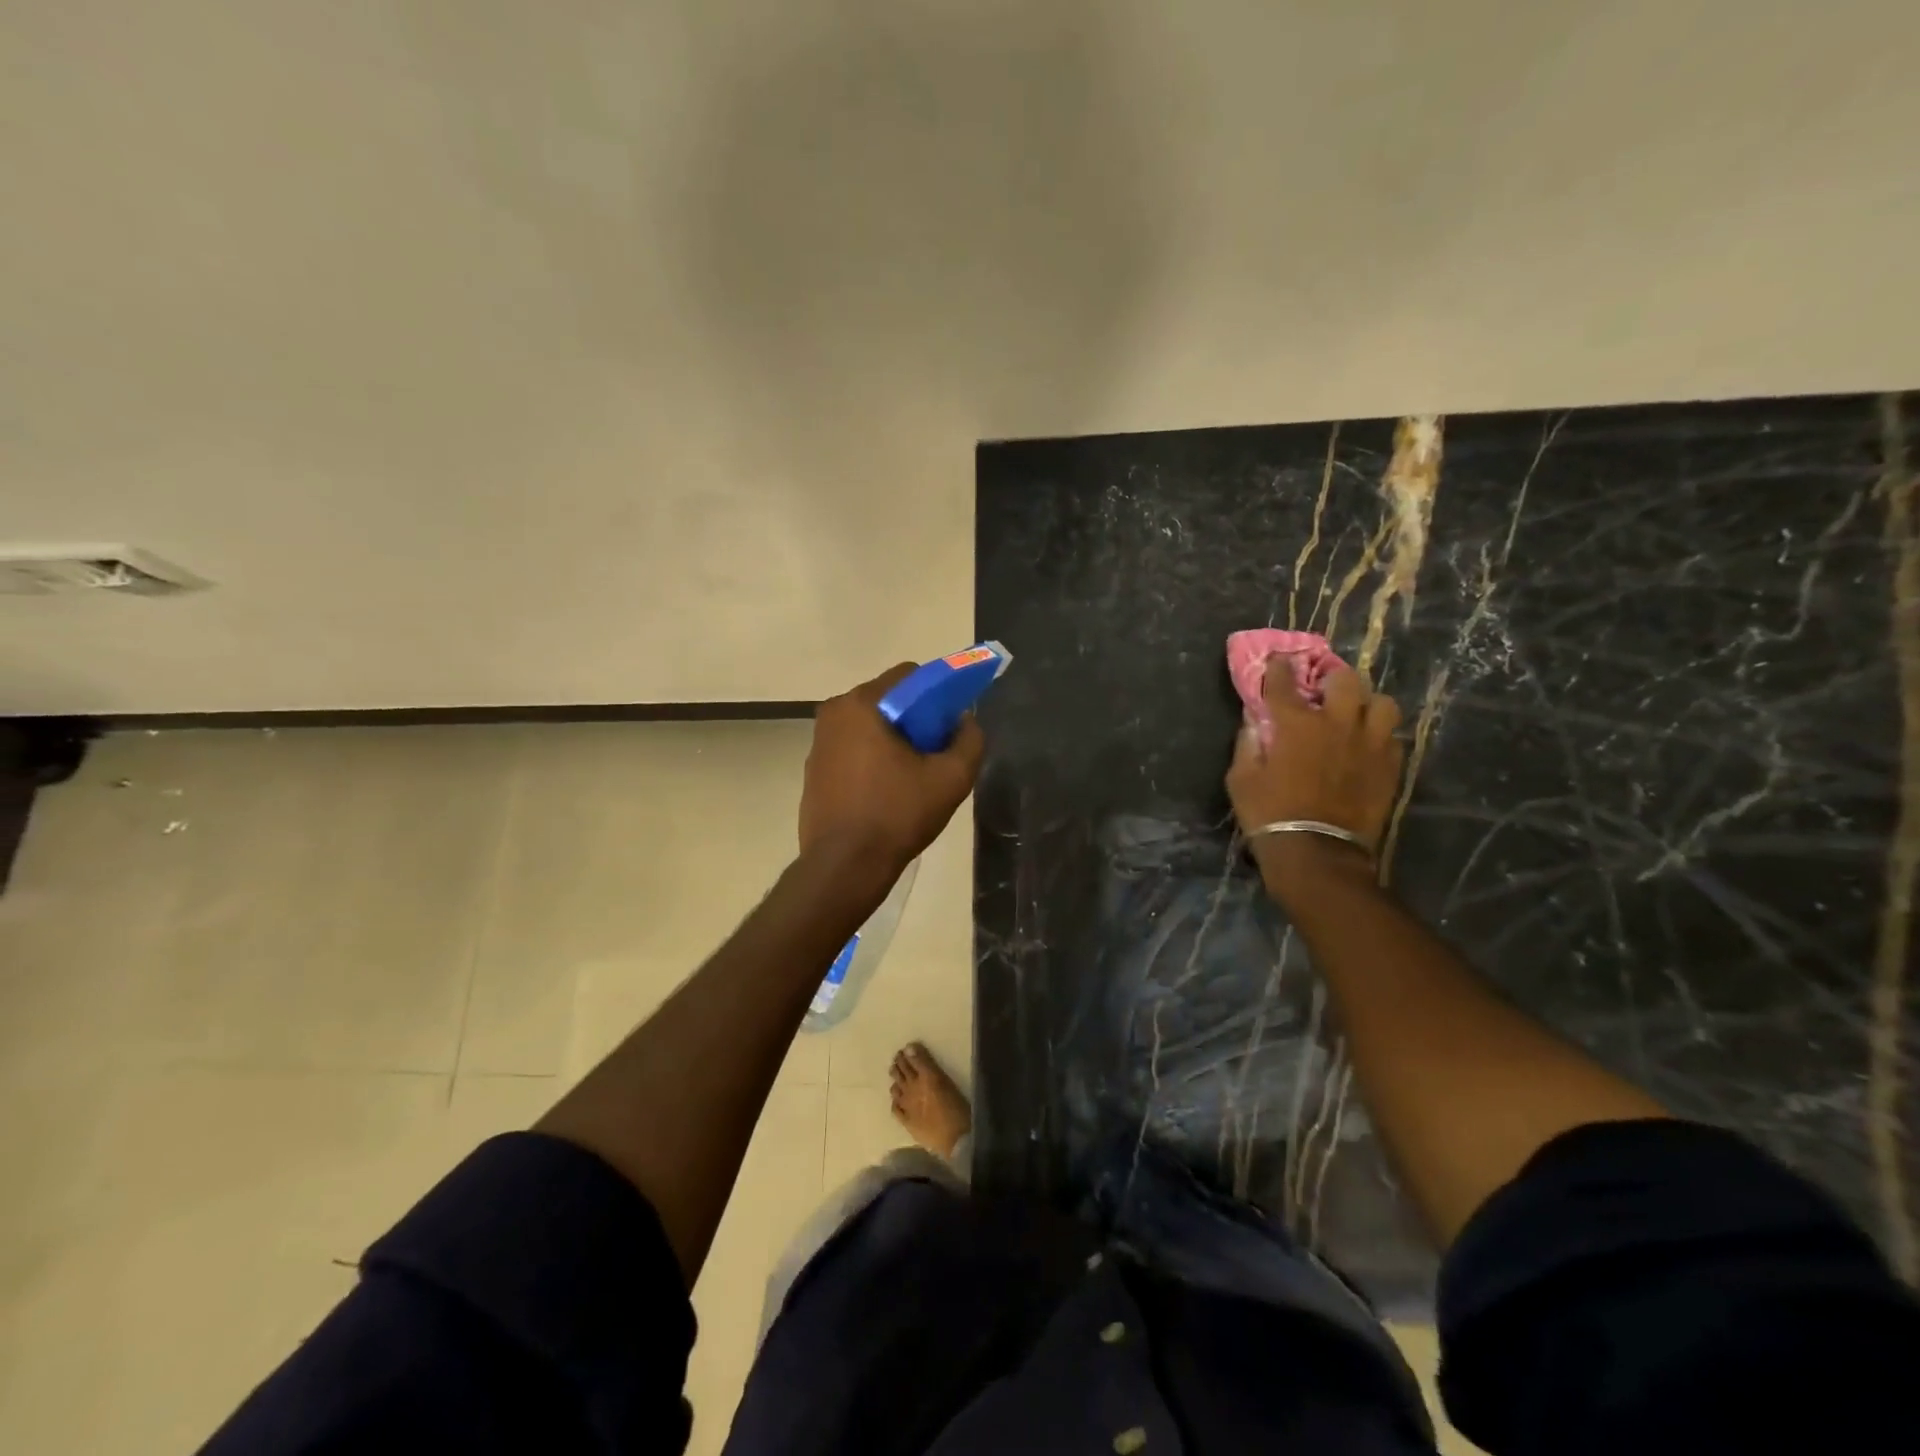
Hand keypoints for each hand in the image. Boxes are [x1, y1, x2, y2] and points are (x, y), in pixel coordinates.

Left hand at [799, 663, 985, 872]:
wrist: (844, 866)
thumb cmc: (897, 815)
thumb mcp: (951, 778)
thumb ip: (969, 739)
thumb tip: (965, 720)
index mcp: (862, 704)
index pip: (909, 675)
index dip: (938, 693)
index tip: (950, 723)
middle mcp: (833, 712)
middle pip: (888, 699)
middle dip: (916, 718)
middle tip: (935, 753)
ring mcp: (818, 741)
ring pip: (870, 725)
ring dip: (894, 739)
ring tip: (913, 776)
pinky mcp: (813, 768)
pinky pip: (852, 748)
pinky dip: (872, 757)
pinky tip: (886, 791)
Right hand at [1225, 661, 1403, 863]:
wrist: (1317, 853)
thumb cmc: (1269, 814)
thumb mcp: (1241, 779)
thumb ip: (1247, 744)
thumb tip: (1253, 722)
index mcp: (1297, 724)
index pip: (1286, 682)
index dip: (1280, 667)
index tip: (1278, 660)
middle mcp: (1337, 724)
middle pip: (1344, 680)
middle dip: (1331, 677)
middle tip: (1322, 688)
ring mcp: (1369, 744)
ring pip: (1382, 703)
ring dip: (1366, 703)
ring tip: (1355, 714)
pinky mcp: (1390, 766)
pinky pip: (1392, 736)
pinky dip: (1379, 735)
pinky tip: (1366, 745)